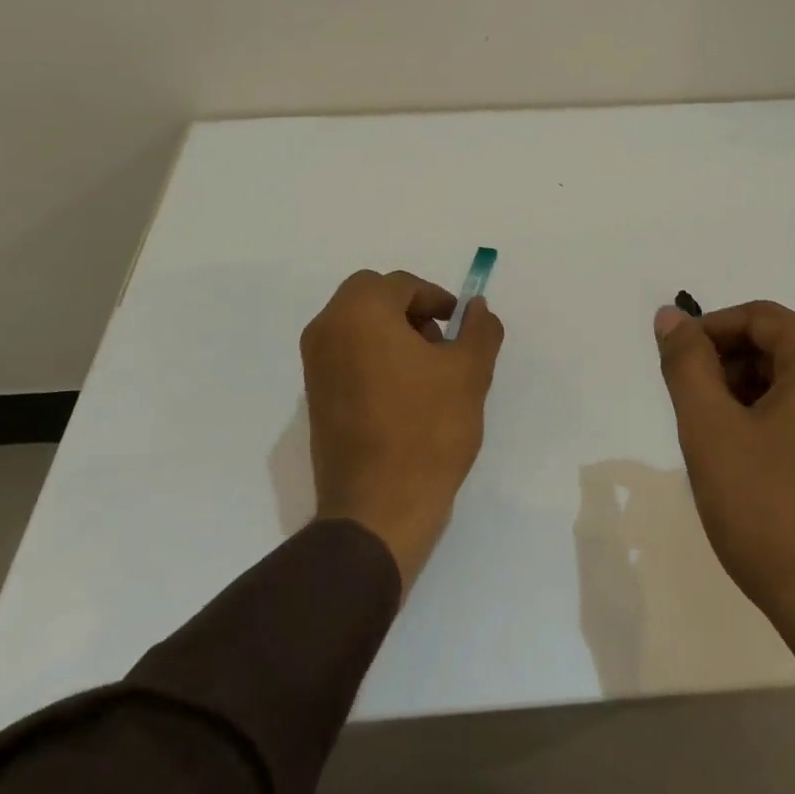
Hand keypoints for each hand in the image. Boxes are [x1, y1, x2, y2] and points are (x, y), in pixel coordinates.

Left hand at [300, 270, 504, 590]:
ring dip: (392, 333)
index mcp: (359, 313)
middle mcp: (327, 329)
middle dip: (410, 310)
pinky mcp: (315, 397)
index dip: (436, 299)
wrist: (378, 509)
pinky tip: (405, 395)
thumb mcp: (470, 373)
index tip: (460, 326)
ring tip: (427, 373)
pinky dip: (374, 358)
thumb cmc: (427, 430)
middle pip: (371, 297)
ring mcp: (315, 365)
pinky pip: (347, 355)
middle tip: (440, 343)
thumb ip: (480, 329)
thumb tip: (478, 308)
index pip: (401, 284)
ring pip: (357, 325)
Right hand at [654, 300, 794, 742]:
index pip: (757, 318)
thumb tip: (671, 316)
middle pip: (775, 348)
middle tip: (687, 410)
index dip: (706, 332)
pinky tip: (744, 465)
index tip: (671, 365)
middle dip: (723, 368)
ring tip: (712, 442)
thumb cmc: (774, 511)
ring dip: (742, 398)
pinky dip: (768, 423)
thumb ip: (686, 364)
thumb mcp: (712, 430)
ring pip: (789, 384)